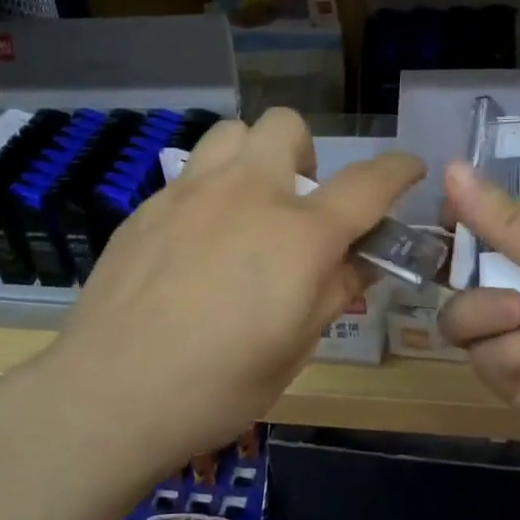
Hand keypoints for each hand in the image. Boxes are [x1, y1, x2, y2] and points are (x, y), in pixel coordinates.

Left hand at [46, 108, 422, 470]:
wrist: (111, 393)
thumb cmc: (219, 385)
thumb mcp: (297, 348)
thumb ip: (335, 290)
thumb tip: (361, 259)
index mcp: (299, 235)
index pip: (367, 183)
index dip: (397, 170)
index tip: (408, 169)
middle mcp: (249, 194)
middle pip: (286, 126)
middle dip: (306, 153)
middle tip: (298, 204)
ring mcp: (191, 193)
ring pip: (232, 133)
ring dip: (253, 157)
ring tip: (246, 207)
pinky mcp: (148, 207)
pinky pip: (190, 174)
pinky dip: (210, 191)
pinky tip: (195, 242)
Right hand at [437, 161, 519, 496]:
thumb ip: (508, 222)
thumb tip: (450, 166)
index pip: (490, 226)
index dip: (462, 223)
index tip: (446, 222)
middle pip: (464, 276)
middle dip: (474, 278)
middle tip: (503, 285)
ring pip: (463, 319)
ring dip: (492, 317)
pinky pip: (486, 361)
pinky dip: (517, 354)